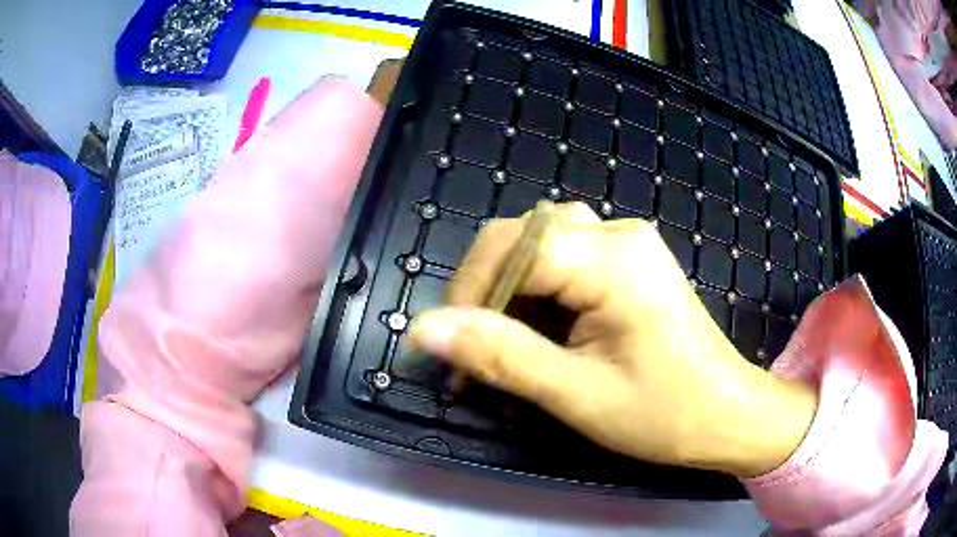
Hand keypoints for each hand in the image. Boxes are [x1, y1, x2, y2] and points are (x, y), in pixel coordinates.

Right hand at [410, 203, 816, 476]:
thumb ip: (500, 356)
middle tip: (477, 349)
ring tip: (507, 340)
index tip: (456, 349)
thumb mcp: (576, 394)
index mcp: (614, 260)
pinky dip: (539, 288)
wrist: (727, 414)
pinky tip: (543, 328)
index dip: (471, 292)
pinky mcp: (631, 260)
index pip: (514, 247)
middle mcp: (621, 234)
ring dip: (512, 288)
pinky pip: (567, 254)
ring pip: (542, 242)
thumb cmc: (663, 414)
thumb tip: (426, 329)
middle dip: (488, 289)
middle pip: (525, 235)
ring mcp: (629, 243)